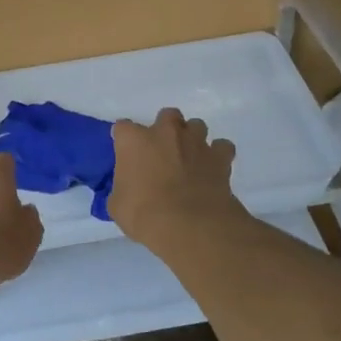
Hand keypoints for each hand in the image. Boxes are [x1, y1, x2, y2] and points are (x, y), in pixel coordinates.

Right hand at [108, 108, 244, 244]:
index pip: (123, 128)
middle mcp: (166, 132)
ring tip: (190, 158)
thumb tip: (127, 190)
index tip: (126, 154)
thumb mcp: (118, 205)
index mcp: (134, 140)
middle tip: (163, 152)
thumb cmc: (144, 214)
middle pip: (167, 115)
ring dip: (192, 138)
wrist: (188, 225)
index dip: (125, 140)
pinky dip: (218, 154)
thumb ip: (122, 189)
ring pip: (196, 125)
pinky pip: (222, 147)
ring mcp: (195, 141)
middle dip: (165, 129)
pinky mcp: (220, 156)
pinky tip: (213, 168)